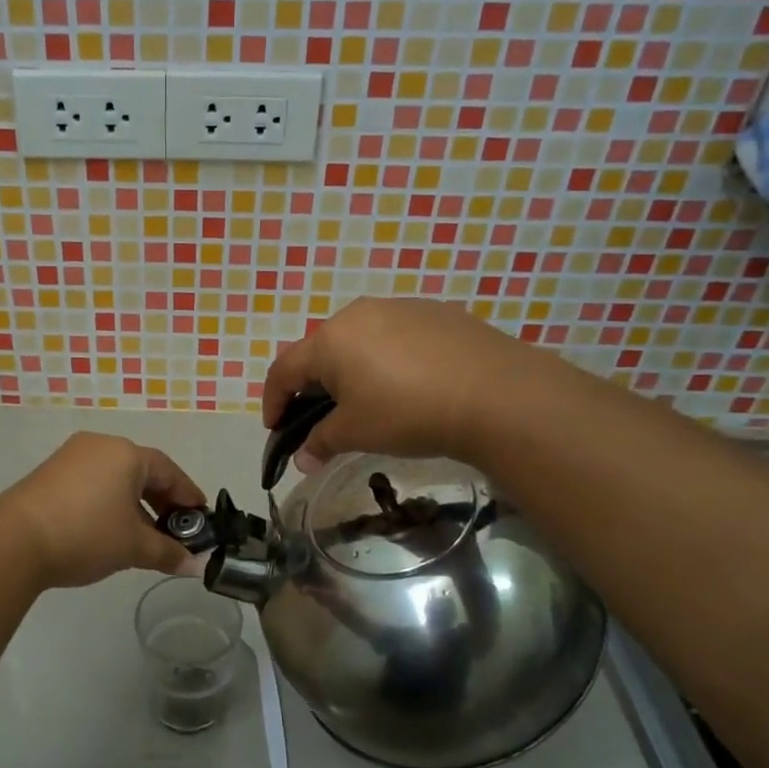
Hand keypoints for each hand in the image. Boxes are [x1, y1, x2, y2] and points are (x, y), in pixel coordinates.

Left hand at [0, 433, 208, 588]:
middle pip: (142, 471)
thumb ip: (168, 552)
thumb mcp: (133, 547)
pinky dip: (109, 503)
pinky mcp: (50, 474)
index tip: (201, 519)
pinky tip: (110, 531)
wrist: (14, 540)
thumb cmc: (86, 534)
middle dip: (162, 502)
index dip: (188, 496)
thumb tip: (194, 565)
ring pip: (115, 478)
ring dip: (135, 505)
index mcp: (127, 454)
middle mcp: (100, 446)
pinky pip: (92, 483)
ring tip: (144, 537)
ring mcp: (71, 457)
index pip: (169, 471)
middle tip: (175, 530)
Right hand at [260, 297, 528, 464]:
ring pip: (360, 340)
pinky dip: (390, 360)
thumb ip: (321, 443)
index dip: (273, 401)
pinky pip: (397, 336)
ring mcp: (400, 308)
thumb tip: (302, 459)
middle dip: (314, 386)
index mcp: (330, 340)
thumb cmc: (407, 412)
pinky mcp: (436, 312)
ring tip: (369, 401)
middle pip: (321, 350)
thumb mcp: (356, 433)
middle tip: (323, 417)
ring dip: (353, 370)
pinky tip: (411, 385)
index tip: (275, 430)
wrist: (495, 394)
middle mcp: (359, 313)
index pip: (284, 370)